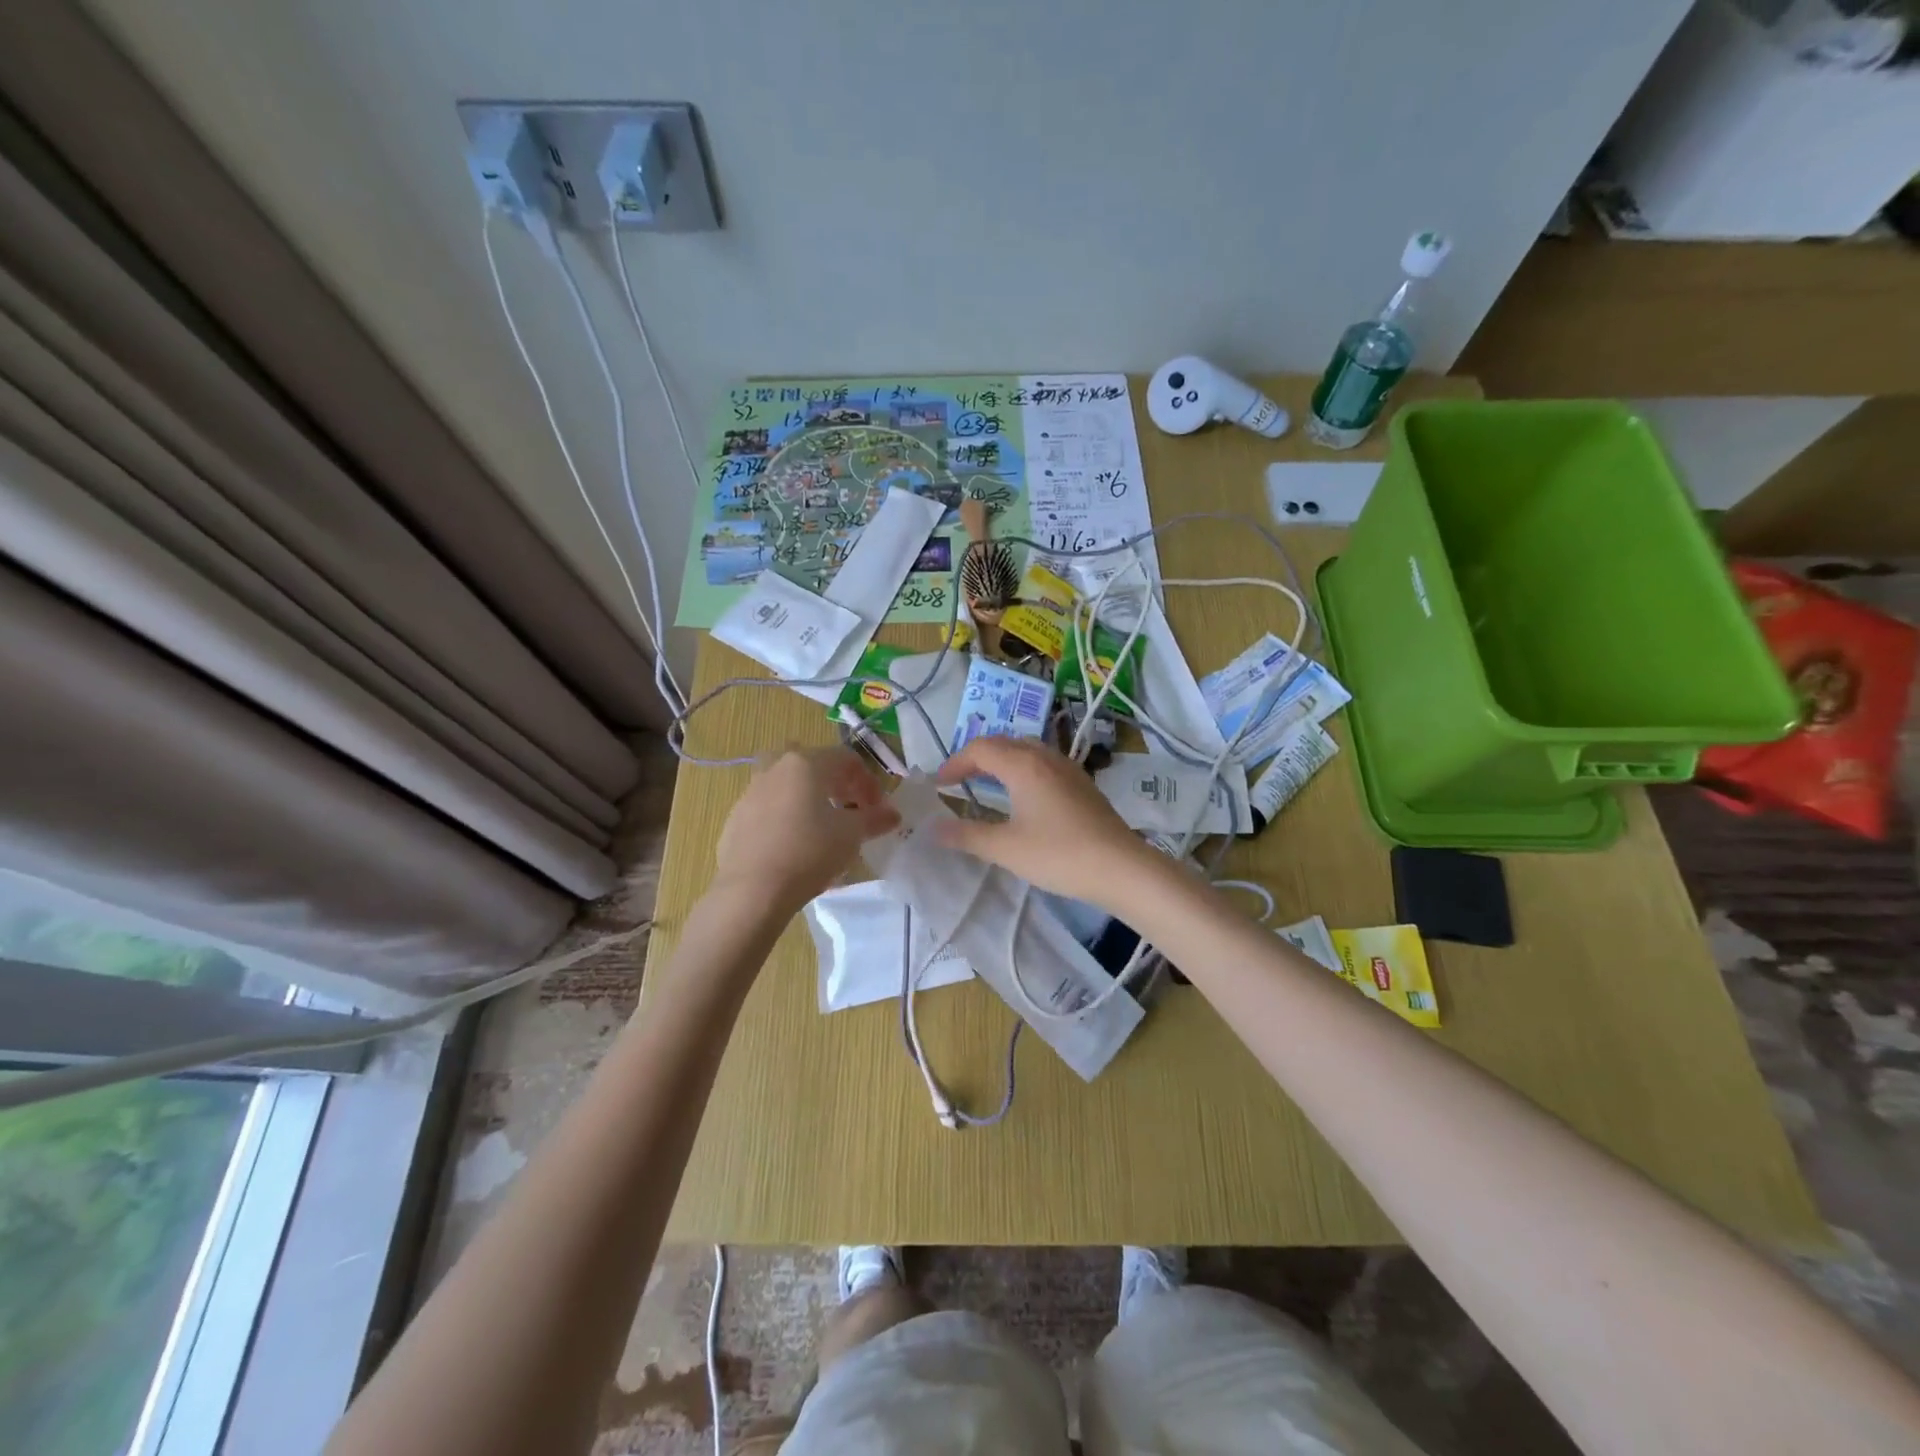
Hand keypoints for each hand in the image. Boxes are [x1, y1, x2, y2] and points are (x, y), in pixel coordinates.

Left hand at [713, 747, 899, 910]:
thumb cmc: (809, 852)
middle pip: (813, 766)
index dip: (868, 782)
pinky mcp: (735, 819)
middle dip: (836, 785)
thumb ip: (875, 819)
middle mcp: (775, 768)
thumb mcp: (851, 835)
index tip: (878, 809)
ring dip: (809, 799)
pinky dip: (786, 818)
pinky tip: (795, 847)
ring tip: (822, 829)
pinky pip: (769, 810)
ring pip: (787, 786)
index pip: (846, 759)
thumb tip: (892, 814)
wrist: (752, 890)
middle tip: (850, 811)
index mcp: (806, 763)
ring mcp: (750, 792)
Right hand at [933, 737, 1165, 910]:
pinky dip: (1022, 769)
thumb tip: (934, 828)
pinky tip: (1023, 795)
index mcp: (1022, 764)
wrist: (1120, 867)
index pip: (979, 749)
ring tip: (986, 783)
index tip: (939, 784)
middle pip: (1003, 743)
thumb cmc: (1058, 854)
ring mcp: (1067, 767)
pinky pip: (1043, 763)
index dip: (955, 763)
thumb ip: (967, 835)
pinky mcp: (1082, 782)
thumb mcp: (1005, 848)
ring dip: (1001, 760)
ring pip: (1026, 750)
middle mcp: (1044, 756)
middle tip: (958, 780)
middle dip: (976, 757)